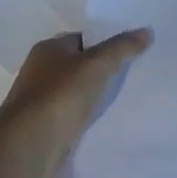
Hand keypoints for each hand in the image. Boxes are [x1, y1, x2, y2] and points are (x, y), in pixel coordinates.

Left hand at [0, 29, 152, 177]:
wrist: (30, 146)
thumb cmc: (60, 95)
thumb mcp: (97, 65)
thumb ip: (121, 47)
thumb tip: (146, 31)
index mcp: (48, 49)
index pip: (81, 38)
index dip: (105, 42)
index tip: (131, 49)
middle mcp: (41, 71)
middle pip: (79, 65)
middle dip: (102, 70)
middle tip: (134, 73)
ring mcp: (42, 100)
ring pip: (77, 92)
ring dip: (95, 95)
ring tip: (127, 97)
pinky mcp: (46, 127)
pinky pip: (74, 115)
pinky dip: (88, 117)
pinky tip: (107, 120)